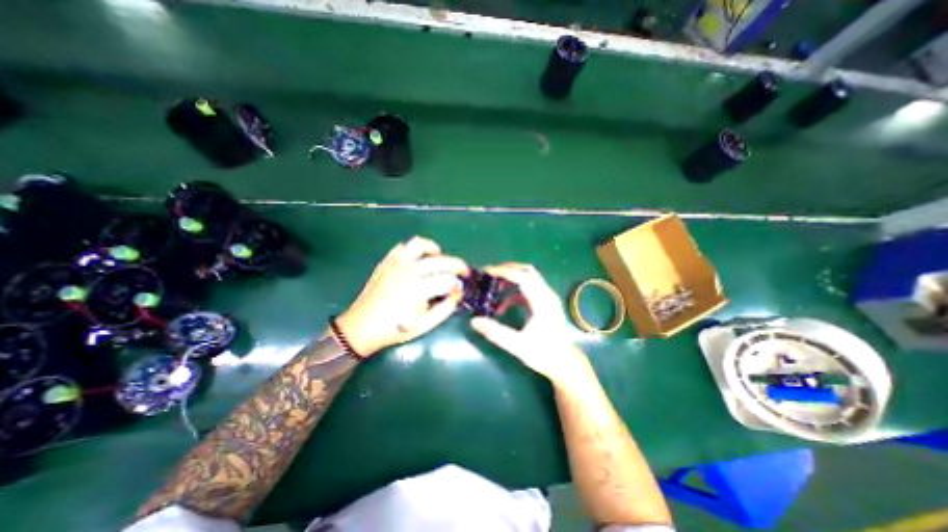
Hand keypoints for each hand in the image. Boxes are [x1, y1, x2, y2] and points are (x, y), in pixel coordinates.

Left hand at [336, 237, 469, 357]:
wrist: (361, 328)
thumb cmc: (395, 329)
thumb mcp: (424, 325)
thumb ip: (445, 309)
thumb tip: (458, 295)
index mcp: (418, 289)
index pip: (447, 280)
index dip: (458, 284)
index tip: (462, 288)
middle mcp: (409, 272)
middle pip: (439, 261)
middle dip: (457, 264)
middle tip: (463, 271)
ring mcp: (395, 264)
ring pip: (418, 245)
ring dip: (433, 249)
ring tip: (439, 257)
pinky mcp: (386, 263)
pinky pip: (401, 248)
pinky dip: (413, 250)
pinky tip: (417, 260)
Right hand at [468, 265, 590, 387]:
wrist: (564, 364)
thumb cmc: (544, 354)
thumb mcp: (518, 345)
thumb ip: (496, 332)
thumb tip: (474, 321)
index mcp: (542, 301)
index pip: (523, 277)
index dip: (504, 272)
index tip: (487, 272)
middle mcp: (546, 295)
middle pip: (527, 271)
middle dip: (507, 270)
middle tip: (489, 275)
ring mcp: (546, 298)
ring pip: (527, 279)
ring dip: (509, 281)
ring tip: (493, 289)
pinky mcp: (544, 304)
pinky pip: (527, 291)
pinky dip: (513, 293)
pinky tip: (502, 307)